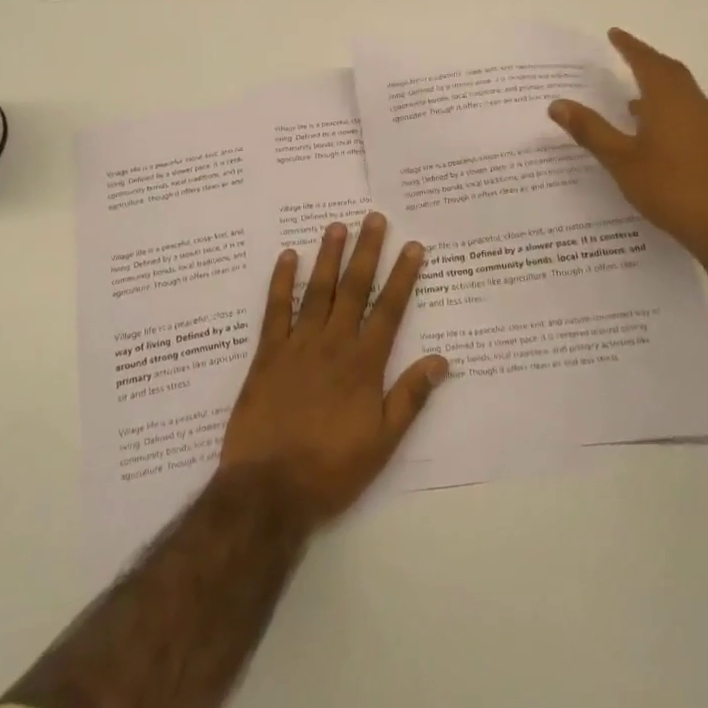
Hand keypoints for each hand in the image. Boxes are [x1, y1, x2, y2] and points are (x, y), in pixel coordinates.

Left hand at [219, 213, 448, 529]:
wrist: (270, 489)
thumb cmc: (332, 469)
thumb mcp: (382, 442)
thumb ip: (410, 397)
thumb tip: (441, 360)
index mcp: (363, 364)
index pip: (388, 310)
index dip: (402, 276)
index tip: (412, 246)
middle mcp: (333, 344)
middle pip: (354, 289)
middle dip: (367, 252)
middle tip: (374, 218)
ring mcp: (297, 345)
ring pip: (317, 291)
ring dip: (328, 257)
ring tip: (337, 226)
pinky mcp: (267, 354)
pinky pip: (275, 310)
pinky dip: (281, 282)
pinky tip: (287, 256)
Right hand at [548, 28, 707, 279]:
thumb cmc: (670, 187)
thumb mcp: (620, 160)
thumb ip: (590, 130)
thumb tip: (557, 103)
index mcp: (668, 100)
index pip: (646, 62)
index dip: (629, 46)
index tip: (613, 33)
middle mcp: (692, 104)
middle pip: (668, 71)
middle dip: (645, 59)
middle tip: (624, 53)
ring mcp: (707, 124)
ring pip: (680, 90)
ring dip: (657, 82)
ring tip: (631, 90)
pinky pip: (686, 109)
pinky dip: (666, 104)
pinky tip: (650, 126)